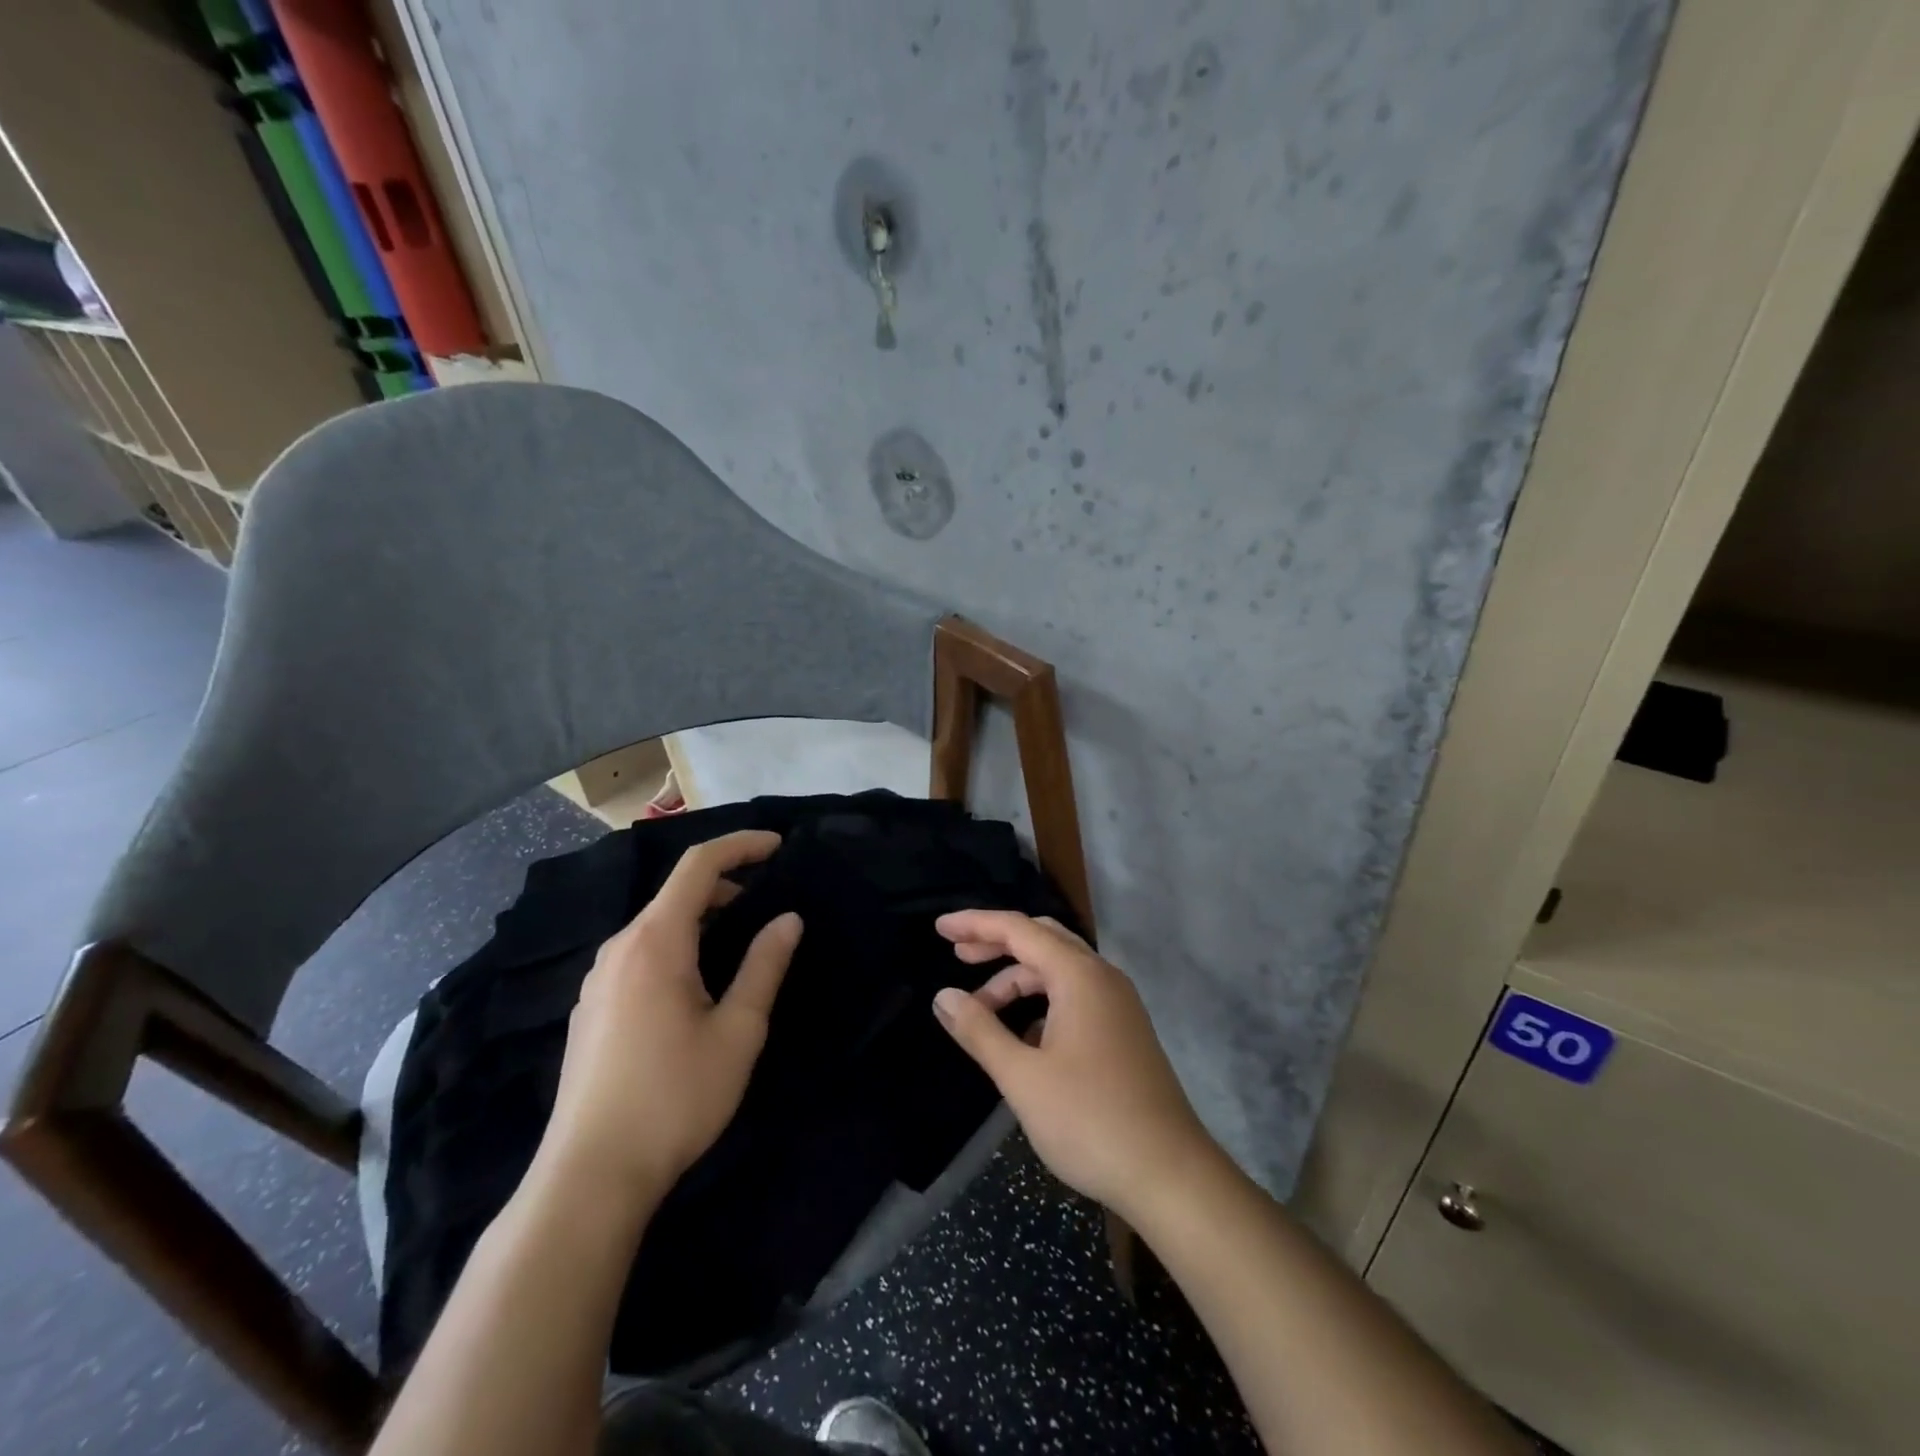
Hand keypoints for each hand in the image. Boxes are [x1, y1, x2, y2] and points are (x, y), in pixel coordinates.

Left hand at [535, 831, 802, 1210]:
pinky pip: (639, 954)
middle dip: (725, 884)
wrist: (589, 1176)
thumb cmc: (675, 1097)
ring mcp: (598, 979)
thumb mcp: (738, 1031)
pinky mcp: (591, 1007)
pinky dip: (676, 945)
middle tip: (768, 902)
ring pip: (656, 924)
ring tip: (738, 942)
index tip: (778, 846)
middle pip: (675, 892)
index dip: (741, 845)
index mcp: (656, 941)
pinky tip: (695, 985)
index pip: (698, 865)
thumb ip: (765, 966)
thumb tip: (789, 919)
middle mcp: (619, 948)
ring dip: (701, 917)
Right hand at [931, 910, 1216, 1219]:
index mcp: (1079, 975)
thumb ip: (980, 1030)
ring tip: (980, 1010)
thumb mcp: (1022, 1077)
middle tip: (956, 957)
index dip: (975, 924)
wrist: (1170, 1175)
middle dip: (997, 944)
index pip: (1018, 929)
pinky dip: (1041, 1002)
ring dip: (1017, 980)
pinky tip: (1022, 1035)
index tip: (939, 928)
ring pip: (1058, 971)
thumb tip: (944, 996)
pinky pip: (1074, 997)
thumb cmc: (1090, 1120)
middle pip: (1041, 940)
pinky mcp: (1123, 1031)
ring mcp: (1117, 1004)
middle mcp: (1102, 978)